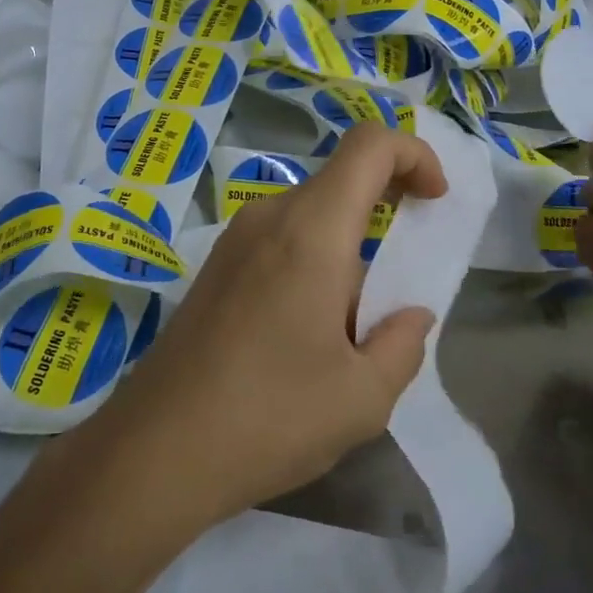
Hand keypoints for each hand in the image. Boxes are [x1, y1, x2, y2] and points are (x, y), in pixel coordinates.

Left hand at [91, 124, 445, 532]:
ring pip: (310, 215)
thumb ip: (403, 344)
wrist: (157, 448)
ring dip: (347, 250)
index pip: (370, 144)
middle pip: (340, 180)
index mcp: (312, 229)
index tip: (435, 203)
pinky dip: (312, 263)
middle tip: (399, 285)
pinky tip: (305, 336)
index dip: (415, 155)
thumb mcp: (363, 397)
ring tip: (350, 333)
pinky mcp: (215, 266)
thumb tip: (412, 315)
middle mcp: (269, 215)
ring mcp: (235, 238)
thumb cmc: (271, 416)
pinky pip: (280, 240)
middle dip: (385, 214)